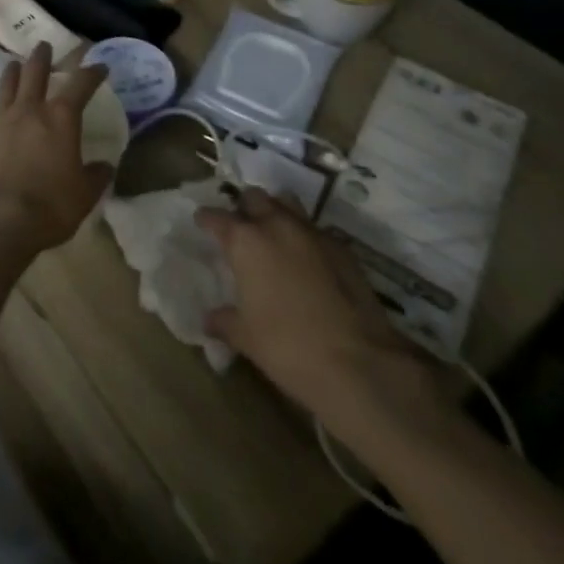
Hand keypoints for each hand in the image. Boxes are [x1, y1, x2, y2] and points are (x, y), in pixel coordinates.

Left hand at [0, 43, 112, 256]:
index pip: (80, 85)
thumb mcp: (84, 195)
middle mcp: (29, 110)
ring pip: (5, 87)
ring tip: (14, 64)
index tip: (99, 65)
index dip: (92, 73)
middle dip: (42, 57)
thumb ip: (95, 177)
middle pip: (35, 73)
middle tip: (43, 45)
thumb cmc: (49, 206)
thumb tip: (105, 166)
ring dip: (11, 73)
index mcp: (60, 119)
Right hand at [196, 188, 443, 425]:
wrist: (362, 365)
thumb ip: (224, 321)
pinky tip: (308, 261)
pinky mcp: (343, 249)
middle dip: (245, 207)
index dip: (206, 219)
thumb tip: (208, 319)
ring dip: (277, 212)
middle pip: (254, 197)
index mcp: (245, 240)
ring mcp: (312, 234)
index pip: (216, 216)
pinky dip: (306, 238)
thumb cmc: (289, 348)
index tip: (202, 223)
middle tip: (242, 227)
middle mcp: (276, 225)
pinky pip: (316, 231)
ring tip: (274, 233)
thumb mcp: (246, 338)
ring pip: (287, 203)